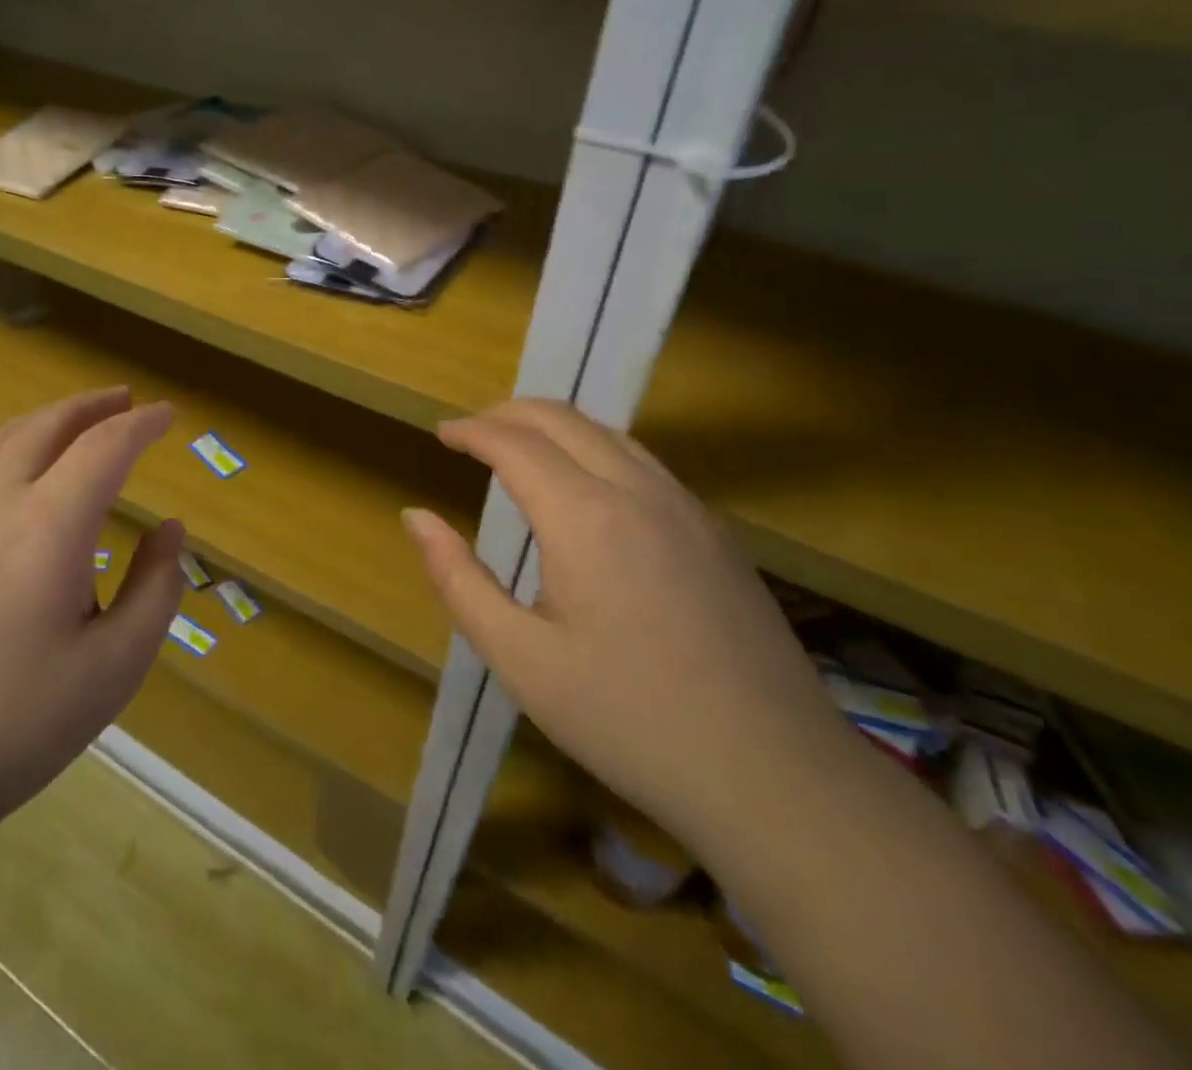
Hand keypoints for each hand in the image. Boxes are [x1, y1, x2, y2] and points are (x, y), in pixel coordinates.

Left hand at [0, 387, 184, 844]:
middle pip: (46, 426)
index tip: (169, 414)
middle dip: (91, 405)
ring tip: (78, 420)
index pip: (104, 447)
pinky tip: (23, 476)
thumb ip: (155, 589)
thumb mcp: (114, 667)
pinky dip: (14, 445)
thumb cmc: (12, 724)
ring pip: (2, 440)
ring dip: (48, 418)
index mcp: (48, 526)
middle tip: (126, 399)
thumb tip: (170, 532)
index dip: (141, 425)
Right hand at [404, 399, 855, 856]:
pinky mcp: (716, 532)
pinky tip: (585, 489)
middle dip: (508, 414)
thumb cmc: (628, 720)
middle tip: (470, 434)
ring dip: (554, 427)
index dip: (471, 430)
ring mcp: (687, 508)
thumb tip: (416, 517)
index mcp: (585, 517)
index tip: (440, 435)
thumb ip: (459, 580)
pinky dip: (595, 449)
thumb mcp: (520, 659)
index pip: (516, 442)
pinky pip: (643, 462)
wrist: (775, 776)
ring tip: (518, 450)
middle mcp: (638, 492)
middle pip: (563, 419)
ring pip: (609, 433)